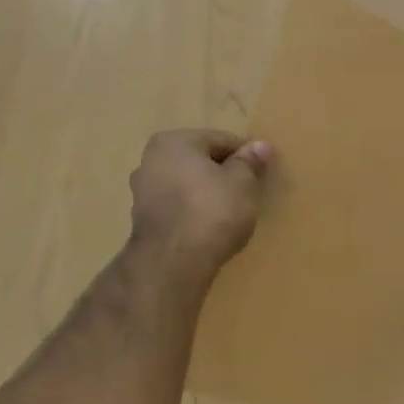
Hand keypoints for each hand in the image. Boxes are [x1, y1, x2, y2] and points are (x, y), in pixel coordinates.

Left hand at [125, 129, 271, 281]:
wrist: (174, 263)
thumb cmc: (212, 211)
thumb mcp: (243, 182)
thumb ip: (250, 162)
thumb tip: (259, 146)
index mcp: (174, 142)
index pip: (221, 140)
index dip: (246, 156)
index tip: (261, 175)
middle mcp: (151, 160)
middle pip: (201, 162)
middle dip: (224, 174)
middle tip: (248, 195)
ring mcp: (142, 193)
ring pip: (188, 186)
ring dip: (208, 194)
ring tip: (231, 214)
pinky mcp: (143, 222)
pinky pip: (179, 208)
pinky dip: (195, 213)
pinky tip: (211, 229)